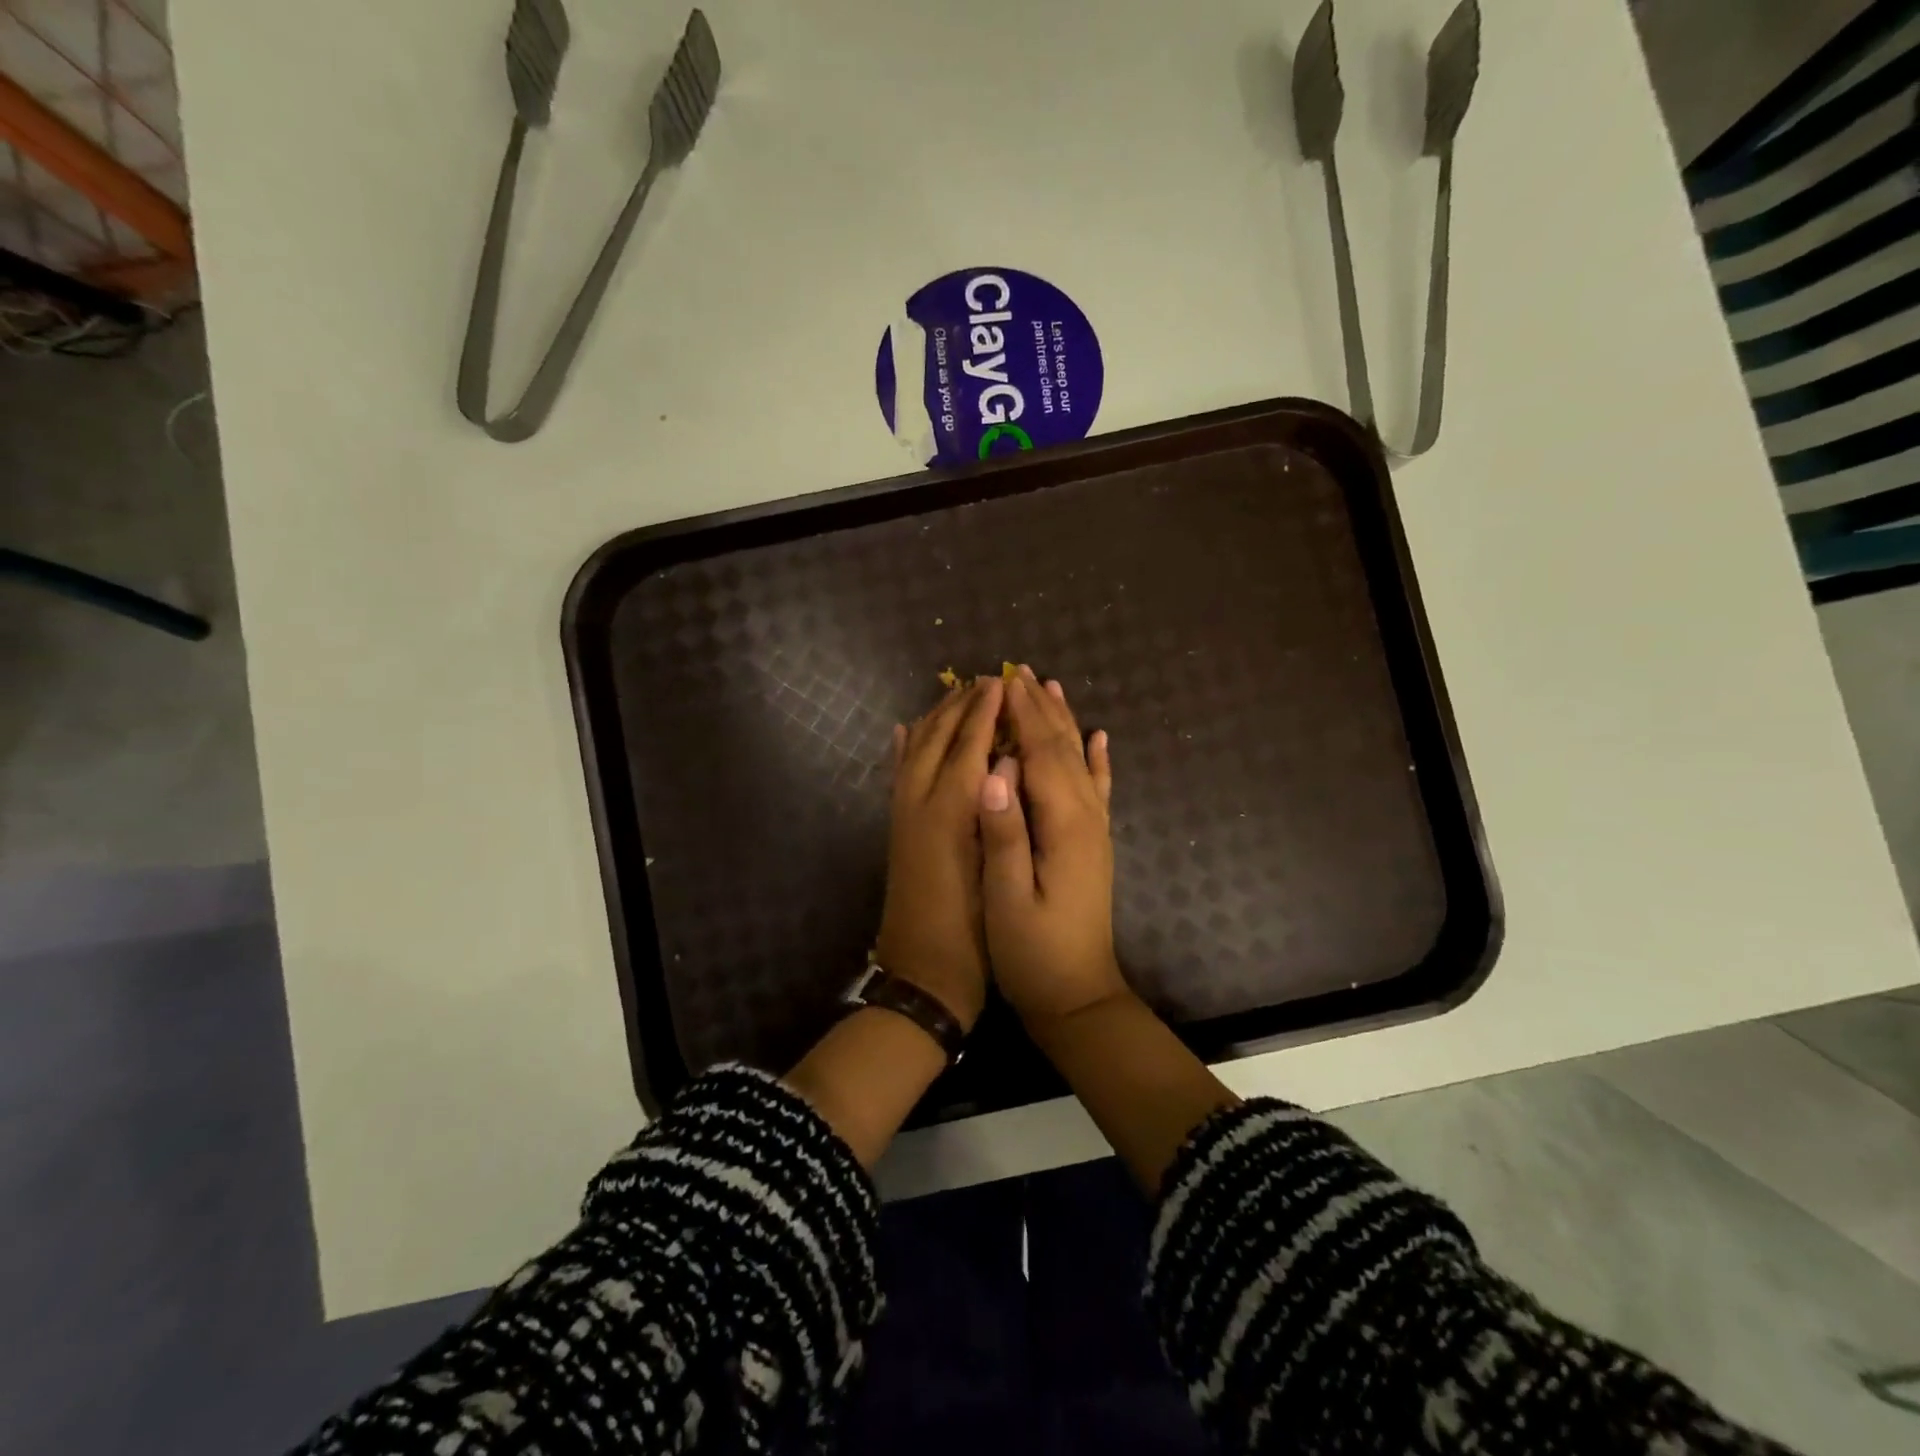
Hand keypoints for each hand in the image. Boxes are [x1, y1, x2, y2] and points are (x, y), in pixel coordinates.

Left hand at [871, 675, 1003, 1031]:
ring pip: (917, 751)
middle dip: (962, 706)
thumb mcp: (992, 874)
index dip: (986, 712)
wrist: (921, 977)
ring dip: (936, 718)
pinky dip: (905, 747)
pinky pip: (898, 775)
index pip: (969, 746)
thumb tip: (1005, 766)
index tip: (1001, 681)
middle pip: (939, 740)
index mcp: (947, 814)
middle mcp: (919, 804)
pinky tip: (907, 731)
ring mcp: (903, 816)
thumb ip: (995, 817)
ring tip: (956, 694)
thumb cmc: (971, 934)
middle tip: (986, 679)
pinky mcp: (897, 830)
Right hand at [977, 665, 1126, 1026]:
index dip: (1021, 716)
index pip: (1039, 755)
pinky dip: (1098, 758)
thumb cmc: (1032, 952)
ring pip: (1080, 761)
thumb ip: (1002, 833)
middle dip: (1040, 709)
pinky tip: (1099, 738)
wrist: (1077, 995)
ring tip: (1051, 688)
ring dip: (1065, 722)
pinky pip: (1099, 789)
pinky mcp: (1095, 843)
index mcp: (1062, 825)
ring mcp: (1095, 829)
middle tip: (1020, 671)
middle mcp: (1086, 817)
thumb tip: (992, 771)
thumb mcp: (1005, 898)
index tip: (1003, 680)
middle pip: (1062, 749)